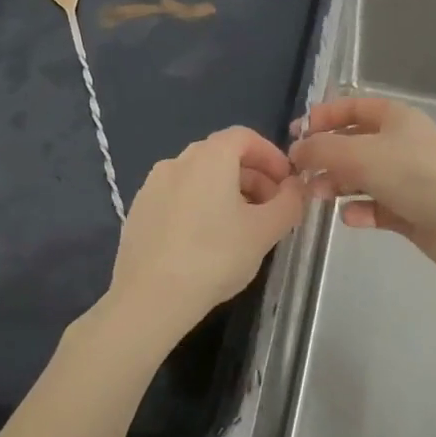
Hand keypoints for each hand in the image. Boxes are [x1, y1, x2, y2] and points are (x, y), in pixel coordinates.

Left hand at [96, 127, 305, 352]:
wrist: (149, 299)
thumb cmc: (215, 257)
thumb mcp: (265, 231)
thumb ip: (289, 202)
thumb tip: (296, 187)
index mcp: (210, 157)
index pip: (245, 137)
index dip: (271, 156)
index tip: (287, 183)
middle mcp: (178, 161)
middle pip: (222, 156)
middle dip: (253, 176)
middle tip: (271, 207)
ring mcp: (153, 186)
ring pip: (199, 177)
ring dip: (227, 192)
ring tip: (242, 226)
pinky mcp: (139, 212)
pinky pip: (179, 196)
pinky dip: (200, 205)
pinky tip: (208, 241)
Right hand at [288, 95, 435, 274]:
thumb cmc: (411, 174)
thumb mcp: (359, 154)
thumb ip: (322, 149)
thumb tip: (296, 150)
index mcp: (395, 117)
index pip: (353, 107)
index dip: (323, 117)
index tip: (295, 134)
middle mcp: (402, 143)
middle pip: (355, 143)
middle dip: (326, 157)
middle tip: (302, 174)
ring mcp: (408, 177)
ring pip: (364, 177)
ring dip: (339, 184)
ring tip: (319, 196)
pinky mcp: (412, 210)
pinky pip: (378, 206)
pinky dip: (362, 210)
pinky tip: (351, 218)